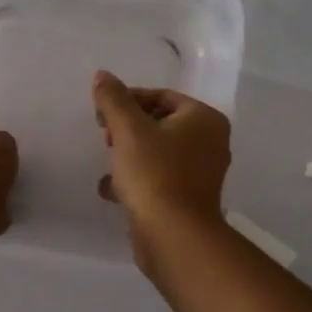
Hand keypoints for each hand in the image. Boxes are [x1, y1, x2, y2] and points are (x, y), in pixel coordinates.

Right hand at [91, 70, 231, 266]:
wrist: (173, 236)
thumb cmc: (154, 173)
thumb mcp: (128, 128)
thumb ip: (113, 99)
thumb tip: (102, 75)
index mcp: (204, 119)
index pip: (162, 96)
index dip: (128, 100)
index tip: (101, 113)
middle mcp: (210, 143)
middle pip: (161, 123)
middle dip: (128, 129)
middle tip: (105, 138)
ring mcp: (202, 174)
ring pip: (158, 153)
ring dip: (130, 154)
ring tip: (108, 163)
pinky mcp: (189, 200)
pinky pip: (159, 179)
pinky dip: (137, 180)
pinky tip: (111, 190)